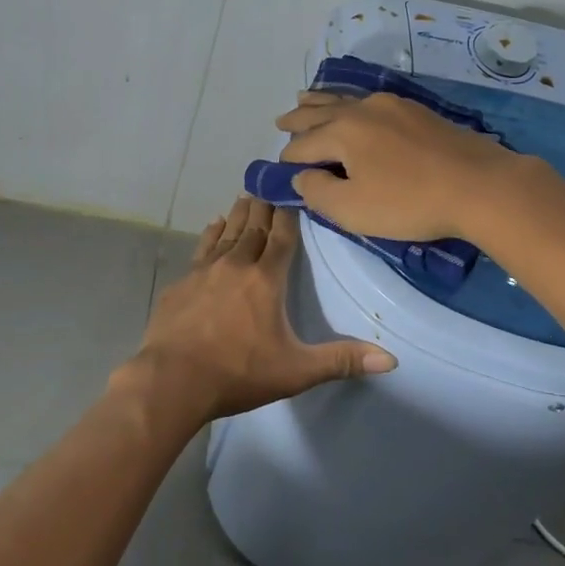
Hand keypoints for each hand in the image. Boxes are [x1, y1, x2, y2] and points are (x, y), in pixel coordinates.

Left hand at [125, 195, 395, 424]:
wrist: (173, 379)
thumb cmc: (238, 373)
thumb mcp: (296, 371)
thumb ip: (341, 361)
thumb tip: (391, 359)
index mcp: (266, 280)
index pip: (281, 238)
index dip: (288, 215)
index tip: (291, 193)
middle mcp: (236, 266)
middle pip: (253, 228)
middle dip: (263, 207)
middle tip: (268, 186)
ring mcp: (204, 272)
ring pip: (227, 233)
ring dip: (239, 215)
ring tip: (245, 197)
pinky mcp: (182, 283)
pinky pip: (201, 249)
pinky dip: (211, 234)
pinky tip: (213, 225)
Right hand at [274, 91, 524, 242]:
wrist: (480, 185)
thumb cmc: (409, 201)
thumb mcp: (352, 209)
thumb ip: (317, 191)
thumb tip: (301, 175)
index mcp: (342, 131)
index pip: (302, 145)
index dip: (289, 160)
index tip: (282, 172)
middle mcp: (362, 109)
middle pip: (320, 112)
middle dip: (298, 119)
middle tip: (280, 122)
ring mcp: (392, 106)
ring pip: (345, 99)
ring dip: (321, 102)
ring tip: (305, 97)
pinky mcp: (417, 111)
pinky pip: (370, 101)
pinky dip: (350, 103)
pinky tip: (355, 106)